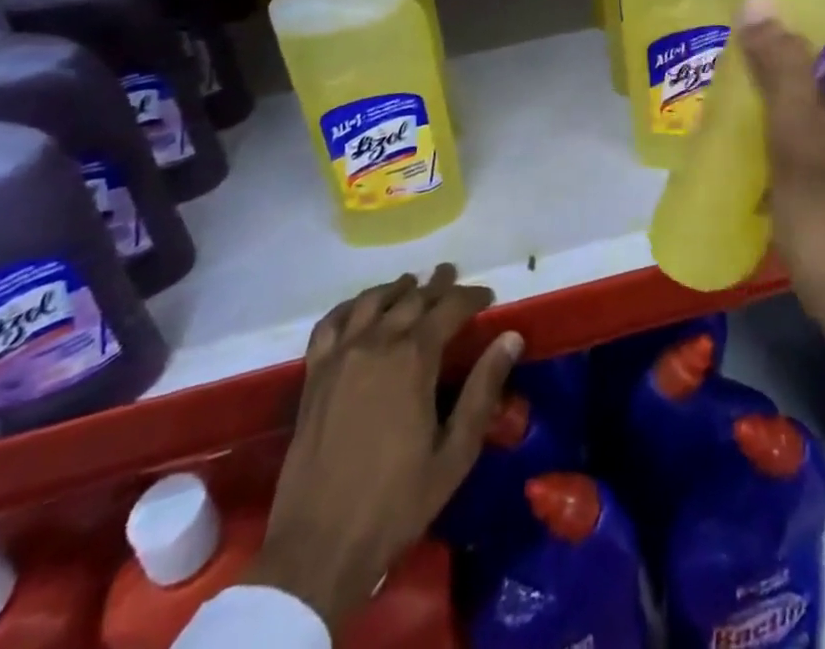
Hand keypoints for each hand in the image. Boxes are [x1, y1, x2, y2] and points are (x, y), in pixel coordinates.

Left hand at [248, 266, 521, 622]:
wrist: (318, 548)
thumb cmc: (395, 503)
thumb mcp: (454, 454)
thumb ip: (483, 390)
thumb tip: (511, 338)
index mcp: (413, 359)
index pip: (449, 308)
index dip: (472, 296)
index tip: (488, 295)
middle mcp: (376, 344)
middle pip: (412, 298)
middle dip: (437, 285)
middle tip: (452, 276)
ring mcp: (340, 357)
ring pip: (371, 301)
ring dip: (396, 288)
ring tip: (411, 283)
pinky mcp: (313, 375)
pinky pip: (330, 324)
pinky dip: (349, 307)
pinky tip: (358, 308)